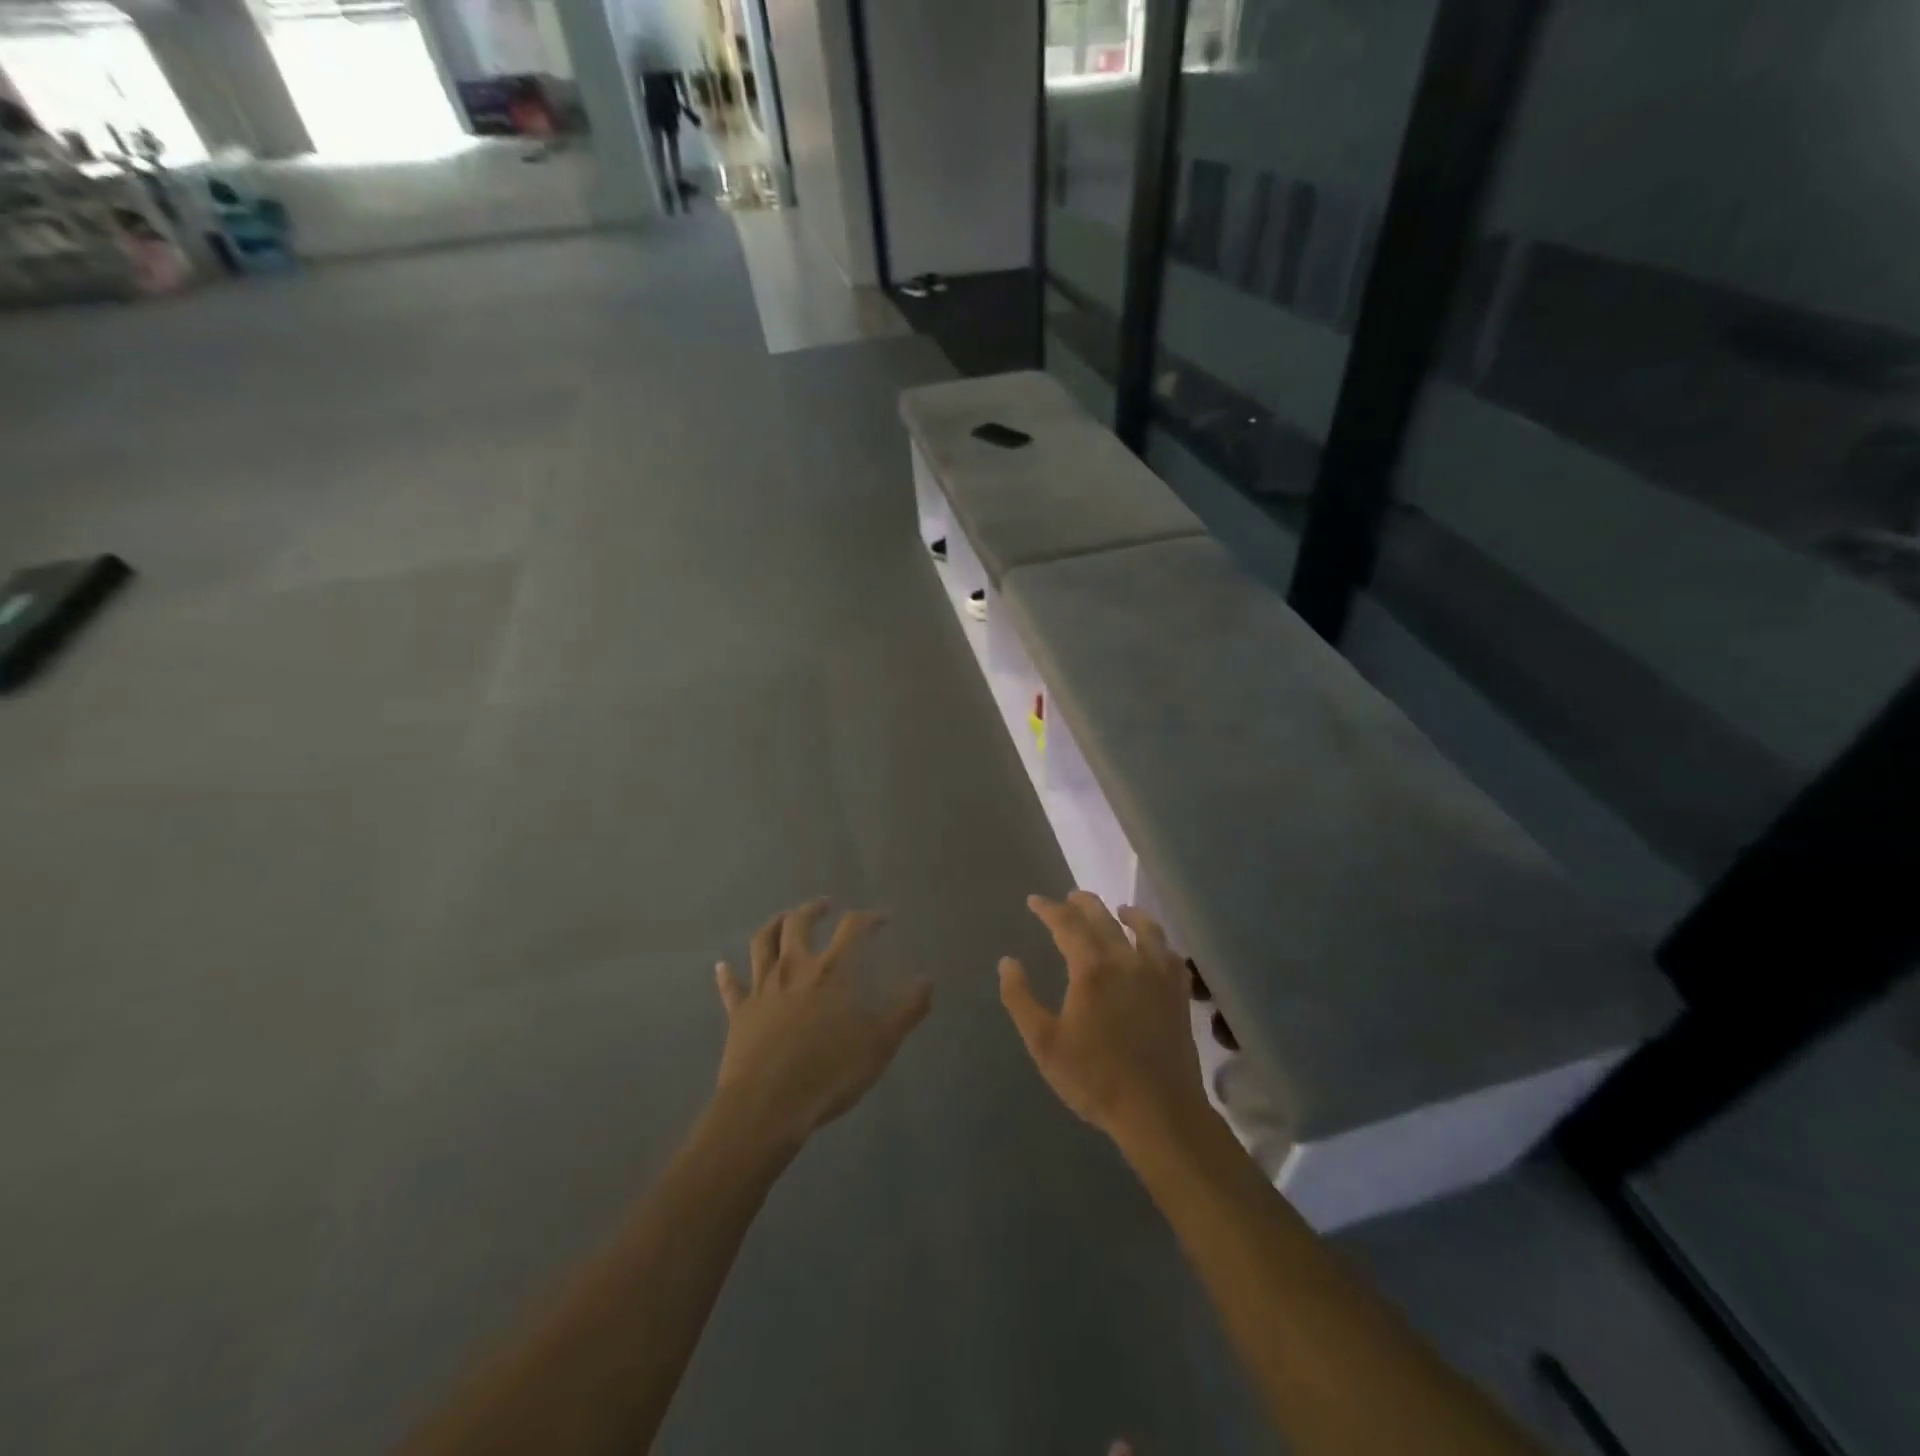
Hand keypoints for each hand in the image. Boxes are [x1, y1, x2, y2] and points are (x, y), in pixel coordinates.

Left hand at [714, 901, 932, 1151]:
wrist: (767, 1107)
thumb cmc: (829, 1073)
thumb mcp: (881, 1044)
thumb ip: (906, 1009)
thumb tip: (927, 980)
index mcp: (832, 972)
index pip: (852, 928)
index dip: (869, 917)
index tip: (883, 918)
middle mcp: (795, 968)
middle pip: (798, 924)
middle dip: (813, 910)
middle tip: (825, 906)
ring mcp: (763, 988)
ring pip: (763, 943)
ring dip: (774, 925)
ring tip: (783, 919)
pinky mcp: (739, 1013)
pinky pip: (731, 987)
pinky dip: (727, 973)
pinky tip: (722, 965)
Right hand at [999, 892, 1212, 1147]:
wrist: (1158, 1111)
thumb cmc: (1094, 1078)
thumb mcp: (1043, 1042)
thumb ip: (1020, 998)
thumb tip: (1007, 961)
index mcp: (1091, 968)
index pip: (1066, 924)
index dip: (1048, 909)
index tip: (1034, 901)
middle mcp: (1126, 960)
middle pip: (1103, 918)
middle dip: (1083, 903)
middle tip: (1069, 898)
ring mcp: (1158, 975)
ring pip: (1145, 928)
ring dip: (1127, 914)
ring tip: (1119, 910)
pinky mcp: (1178, 993)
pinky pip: (1170, 954)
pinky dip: (1158, 942)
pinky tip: (1154, 947)